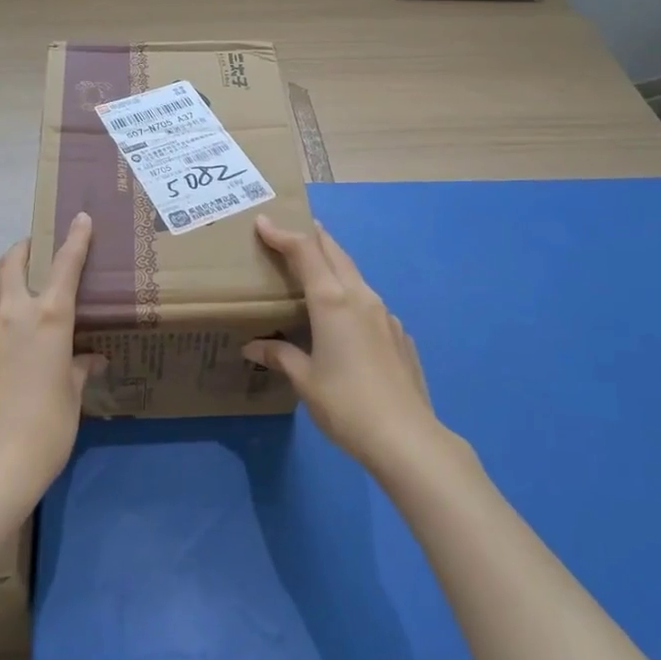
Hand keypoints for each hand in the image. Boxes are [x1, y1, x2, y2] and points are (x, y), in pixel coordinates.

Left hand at [0, 213, 105, 509]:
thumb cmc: (46, 428)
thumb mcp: (73, 397)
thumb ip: (80, 370)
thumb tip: (91, 359)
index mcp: (48, 319)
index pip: (66, 267)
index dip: (75, 240)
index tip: (80, 218)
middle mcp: (13, 317)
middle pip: (11, 266)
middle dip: (23, 251)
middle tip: (35, 249)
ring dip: (12, 293)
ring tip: (30, 310)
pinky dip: (3, 330)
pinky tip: (14, 356)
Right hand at [244, 214, 439, 471]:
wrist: (407, 437)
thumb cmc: (346, 405)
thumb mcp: (304, 381)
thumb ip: (279, 356)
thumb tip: (253, 347)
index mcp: (333, 302)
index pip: (305, 252)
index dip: (283, 234)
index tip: (264, 222)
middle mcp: (361, 297)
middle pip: (335, 253)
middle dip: (312, 238)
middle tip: (291, 232)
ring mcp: (385, 314)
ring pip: (355, 275)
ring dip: (333, 263)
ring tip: (315, 268)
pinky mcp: (399, 334)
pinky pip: (369, 301)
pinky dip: (350, 293)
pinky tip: (344, 316)